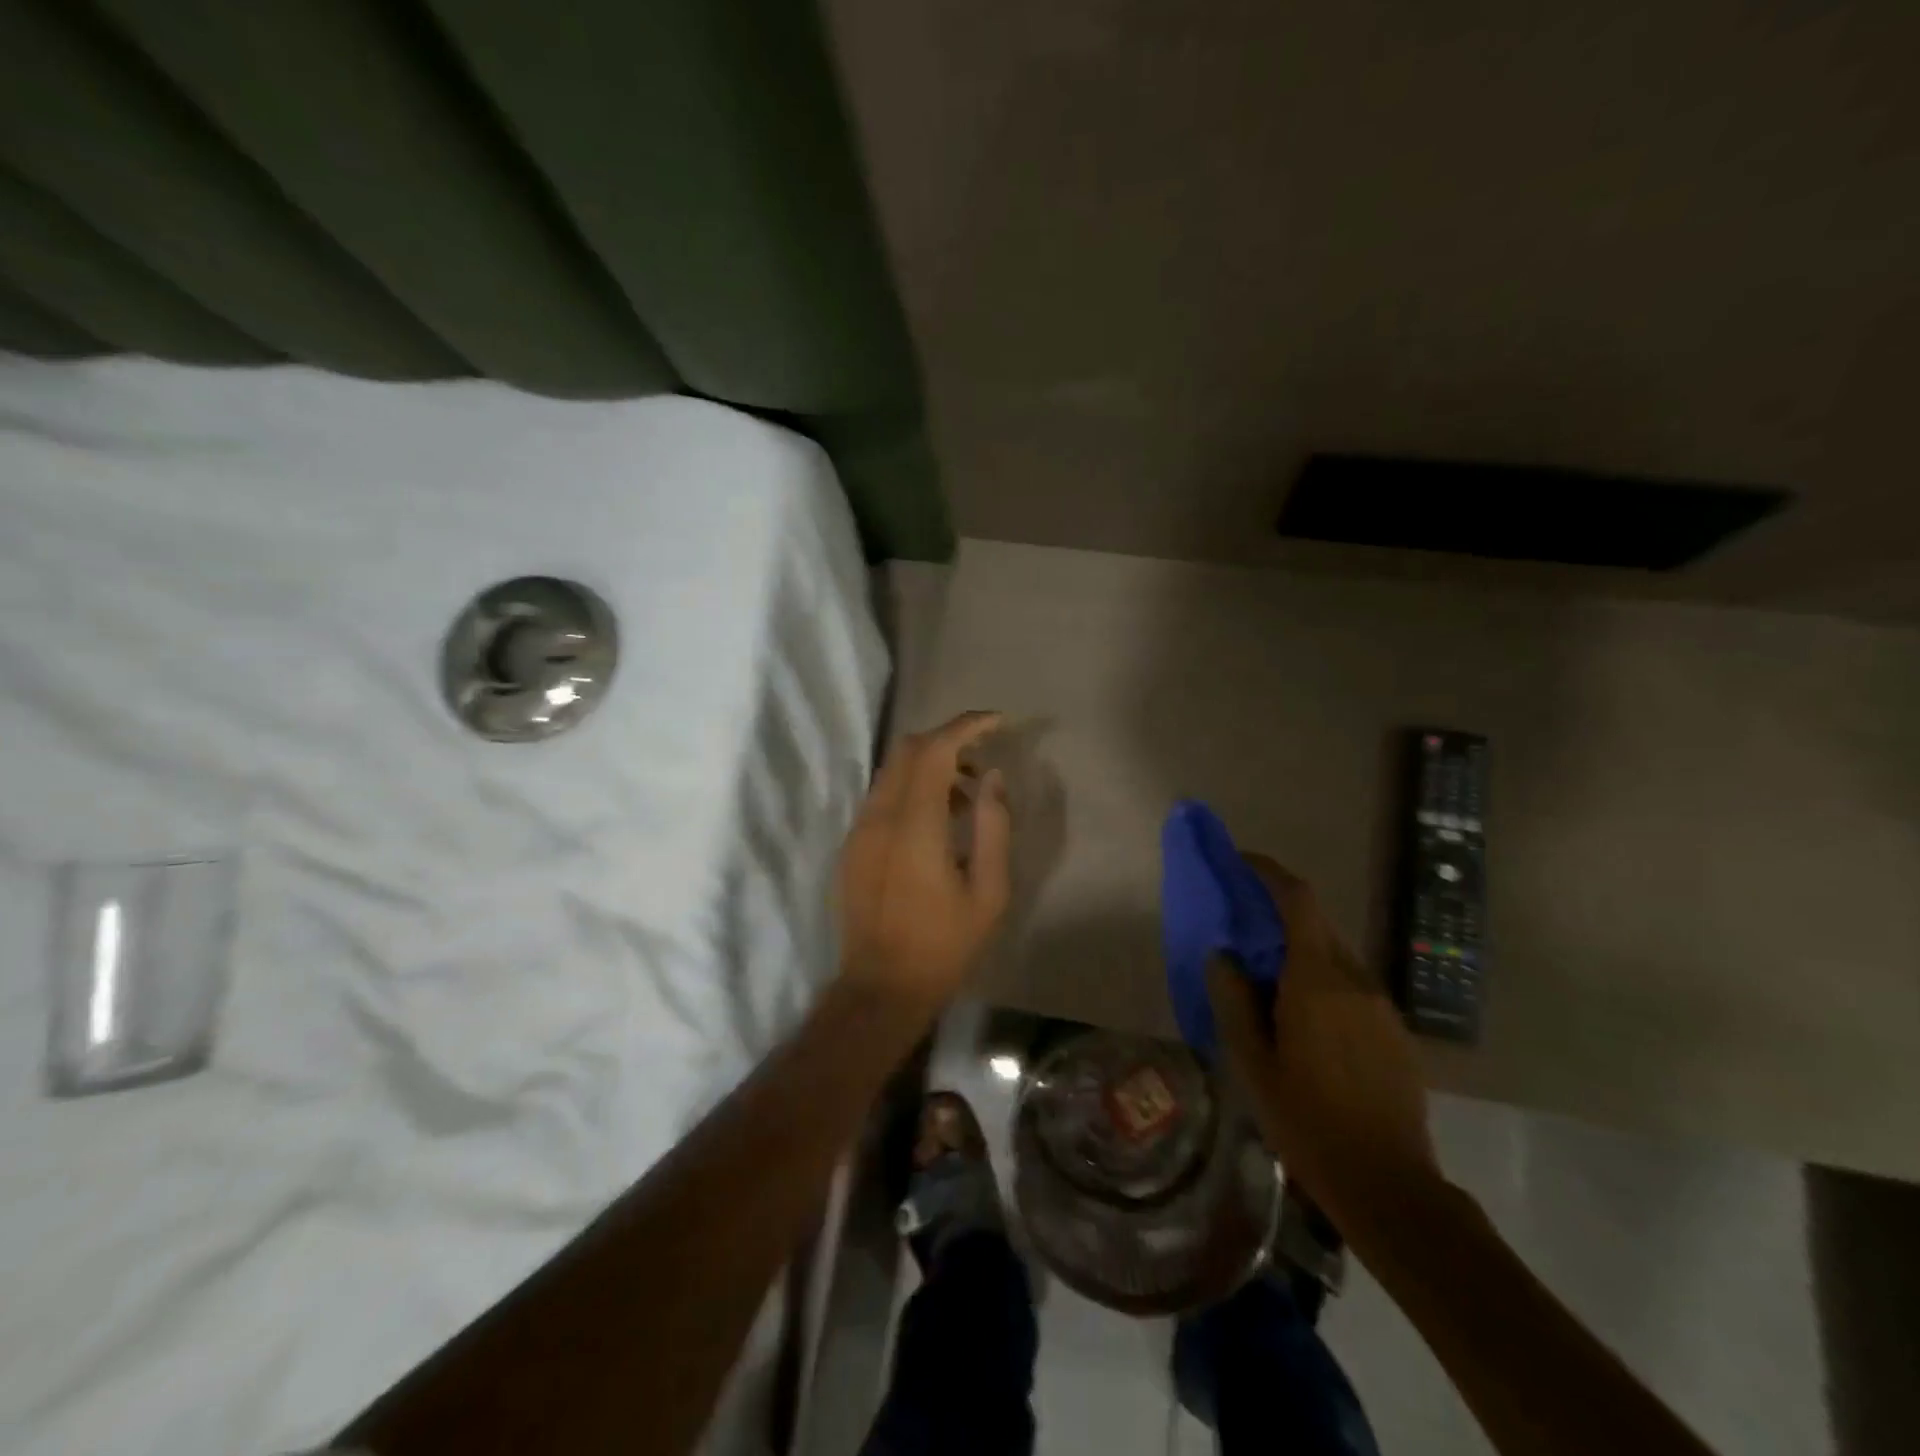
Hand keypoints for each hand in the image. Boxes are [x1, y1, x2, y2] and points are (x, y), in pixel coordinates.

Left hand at [835, 712, 1011, 1012]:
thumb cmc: (944, 944)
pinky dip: (912, 789)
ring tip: (968, 797)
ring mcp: (860, 829)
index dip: (967, 726)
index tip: (998, 722)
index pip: (935, 749)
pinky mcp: (852, 845)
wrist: (881, 987)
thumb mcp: (988, 891)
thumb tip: (993, 778)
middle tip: (984, 760)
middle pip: (908, 749)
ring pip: (893, 770)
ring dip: (930, 766)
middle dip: (949, 740)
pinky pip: (883, 796)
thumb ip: (993, 826)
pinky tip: (937, 822)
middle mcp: (880, 816)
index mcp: (916, 826)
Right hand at [1208, 855, 1443, 1253]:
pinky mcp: (1395, 1033)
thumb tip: (1224, 956)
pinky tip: (1305, 1024)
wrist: (1389, 1188)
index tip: (1242, 862)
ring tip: (1267, 984)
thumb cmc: (1308, 1122)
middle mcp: (1356, 981)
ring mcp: (1382, 1007)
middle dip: (1279, 915)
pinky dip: (1322, 982)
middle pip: (1316, 926)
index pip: (1299, 901)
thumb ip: (1234, 1000)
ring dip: (1300, 953)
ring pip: (1335, 958)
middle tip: (1242, 931)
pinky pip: (1352, 988)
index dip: (1270, 873)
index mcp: (1317, 980)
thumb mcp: (1253, 1063)